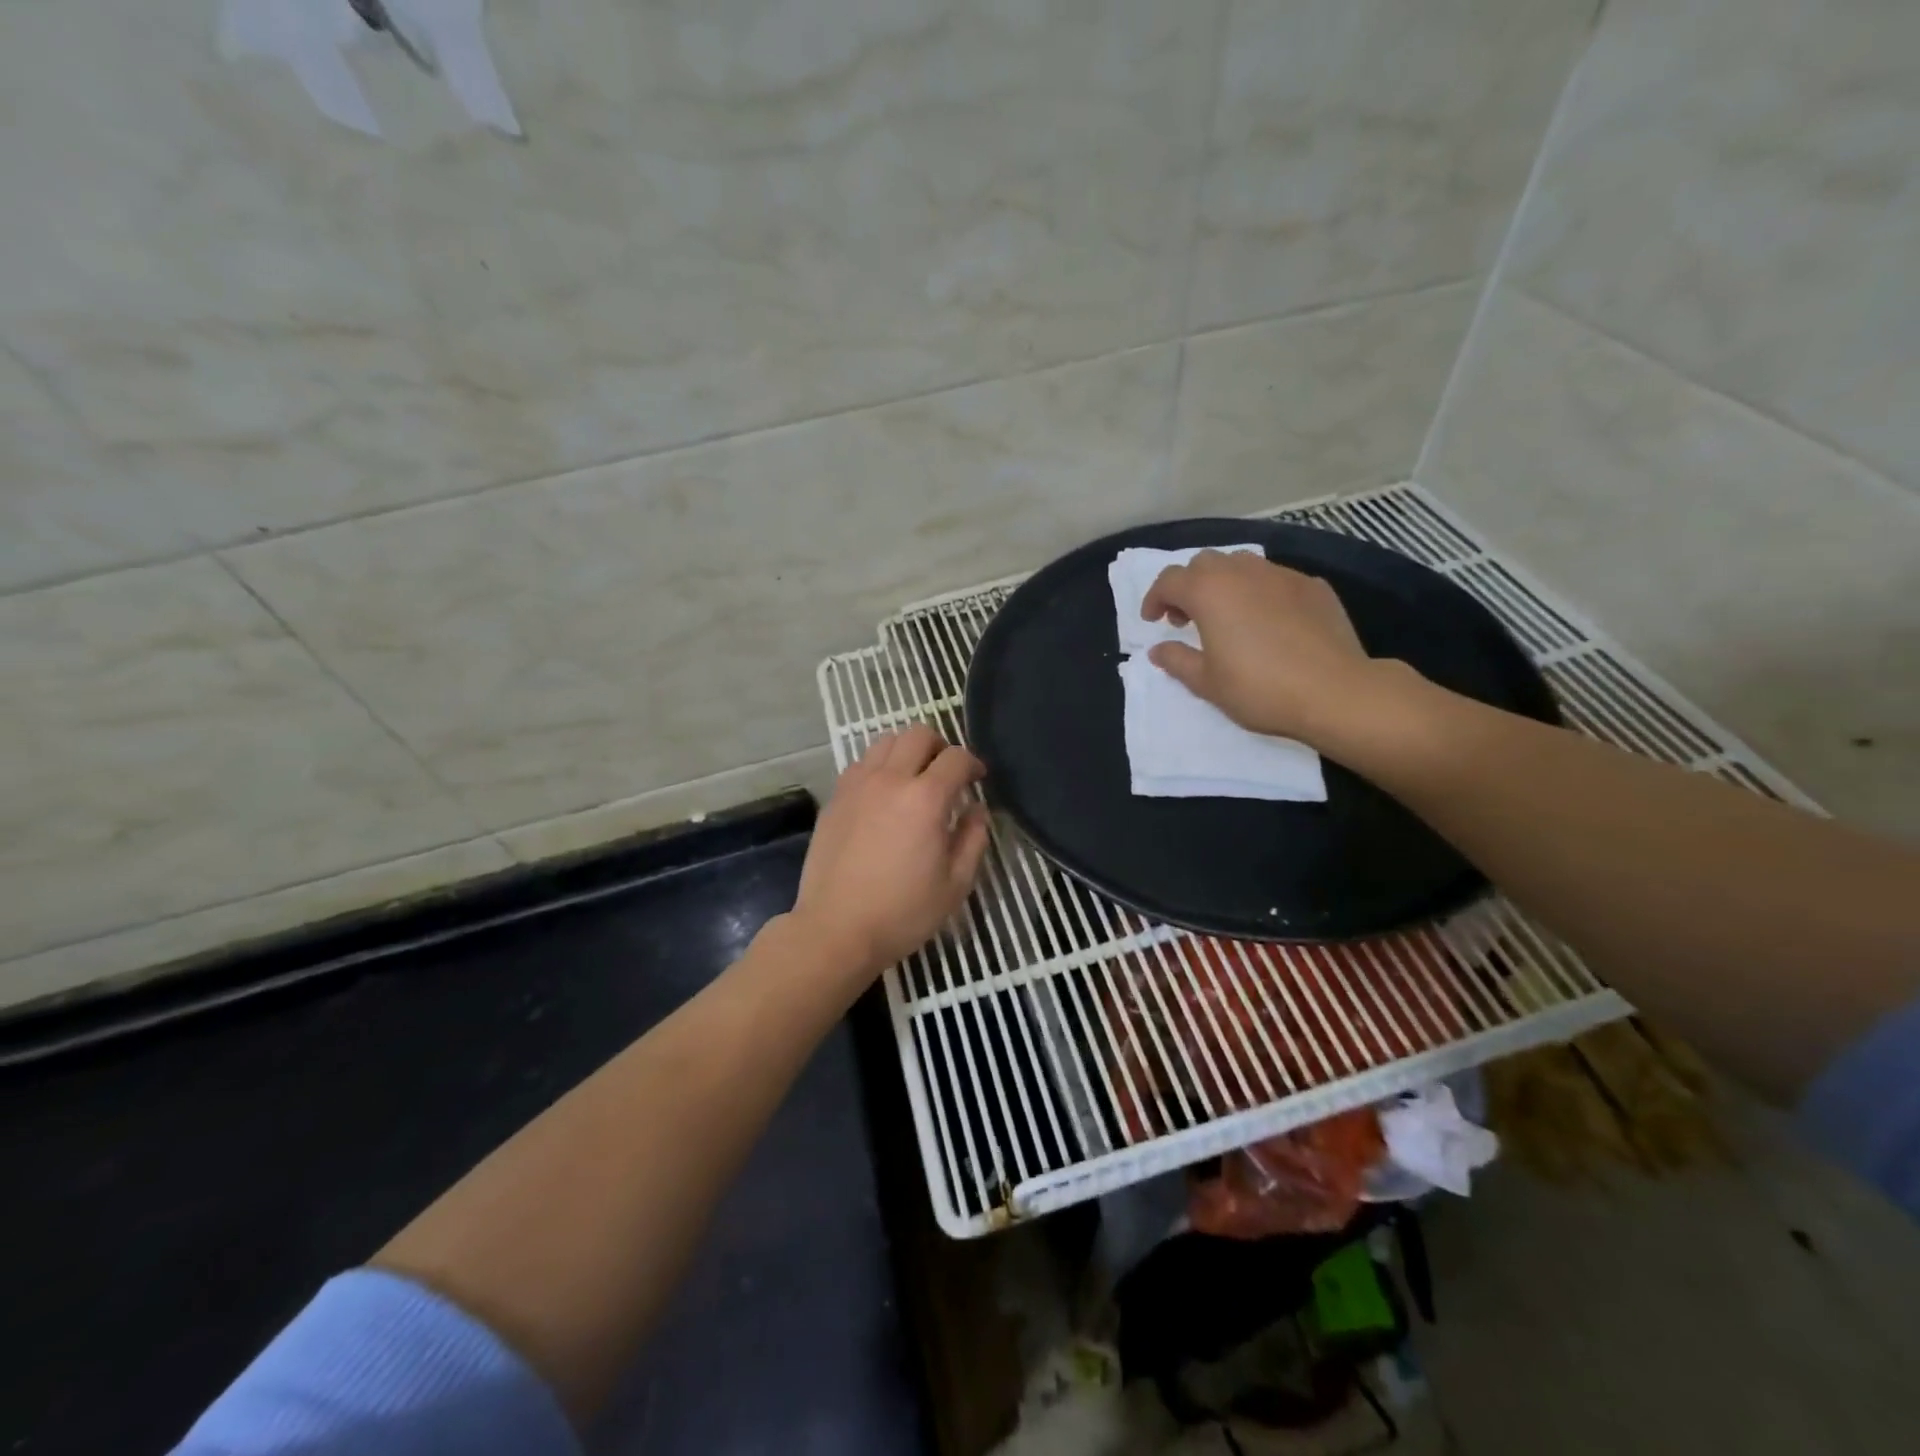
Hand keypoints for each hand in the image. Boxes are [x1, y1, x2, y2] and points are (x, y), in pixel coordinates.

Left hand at [792, 726, 991, 977]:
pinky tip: (884, 795)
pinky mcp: (835, 798)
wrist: (836, 929)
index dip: (973, 764)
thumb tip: (976, 809)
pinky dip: (879, 766)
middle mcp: (890, 780)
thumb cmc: (903, 912)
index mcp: (926, 799)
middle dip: (940, 746)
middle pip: (918, 734)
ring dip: (907, 751)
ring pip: (886, 741)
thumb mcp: (955, 884)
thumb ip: (973, 839)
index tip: (978, 779)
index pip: (956, 758)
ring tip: (914, 778)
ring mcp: (857, 785)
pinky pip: (862, 764)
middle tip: (947, 773)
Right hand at [1142, 550, 1394, 746]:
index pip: (1169, 580)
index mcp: (1209, 592)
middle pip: (1205, 563)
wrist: (1335, 692)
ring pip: (1242, 564)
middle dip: (1189, 586)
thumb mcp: (1207, 683)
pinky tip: (1268, 622)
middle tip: (1187, 619)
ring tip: (1227, 616)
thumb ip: (1177, 660)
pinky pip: (1275, 579)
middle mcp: (1243, 572)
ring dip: (1225, 584)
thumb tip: (1158, 650)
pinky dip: (1260, 592)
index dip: (1155, 598)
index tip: (1153, 621)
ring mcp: (1282, 575)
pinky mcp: (1313, 586)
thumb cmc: (1259, 689)